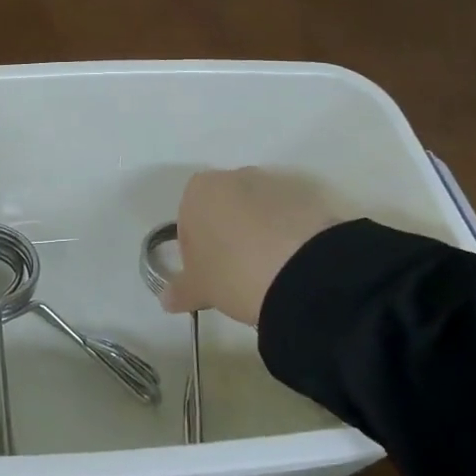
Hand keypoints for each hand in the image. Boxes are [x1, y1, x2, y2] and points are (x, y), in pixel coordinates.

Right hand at [165, 167, 351, 324]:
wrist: (302, 269)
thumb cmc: (234, 271)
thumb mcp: (200, 288)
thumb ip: (180, 290)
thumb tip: (167, 298)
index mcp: (199, 190)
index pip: (188, 219)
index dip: (197, 250)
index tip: (210, 276)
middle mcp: (234, 176)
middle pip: (224, 209)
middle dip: (229, 237)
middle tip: (239, 275)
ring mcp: (273, 182)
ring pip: (258, 211)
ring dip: (260, 234)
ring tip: (271, 273)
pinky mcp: (308, 195)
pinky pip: (289, 217)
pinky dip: (288, 235)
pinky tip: (293, 264)